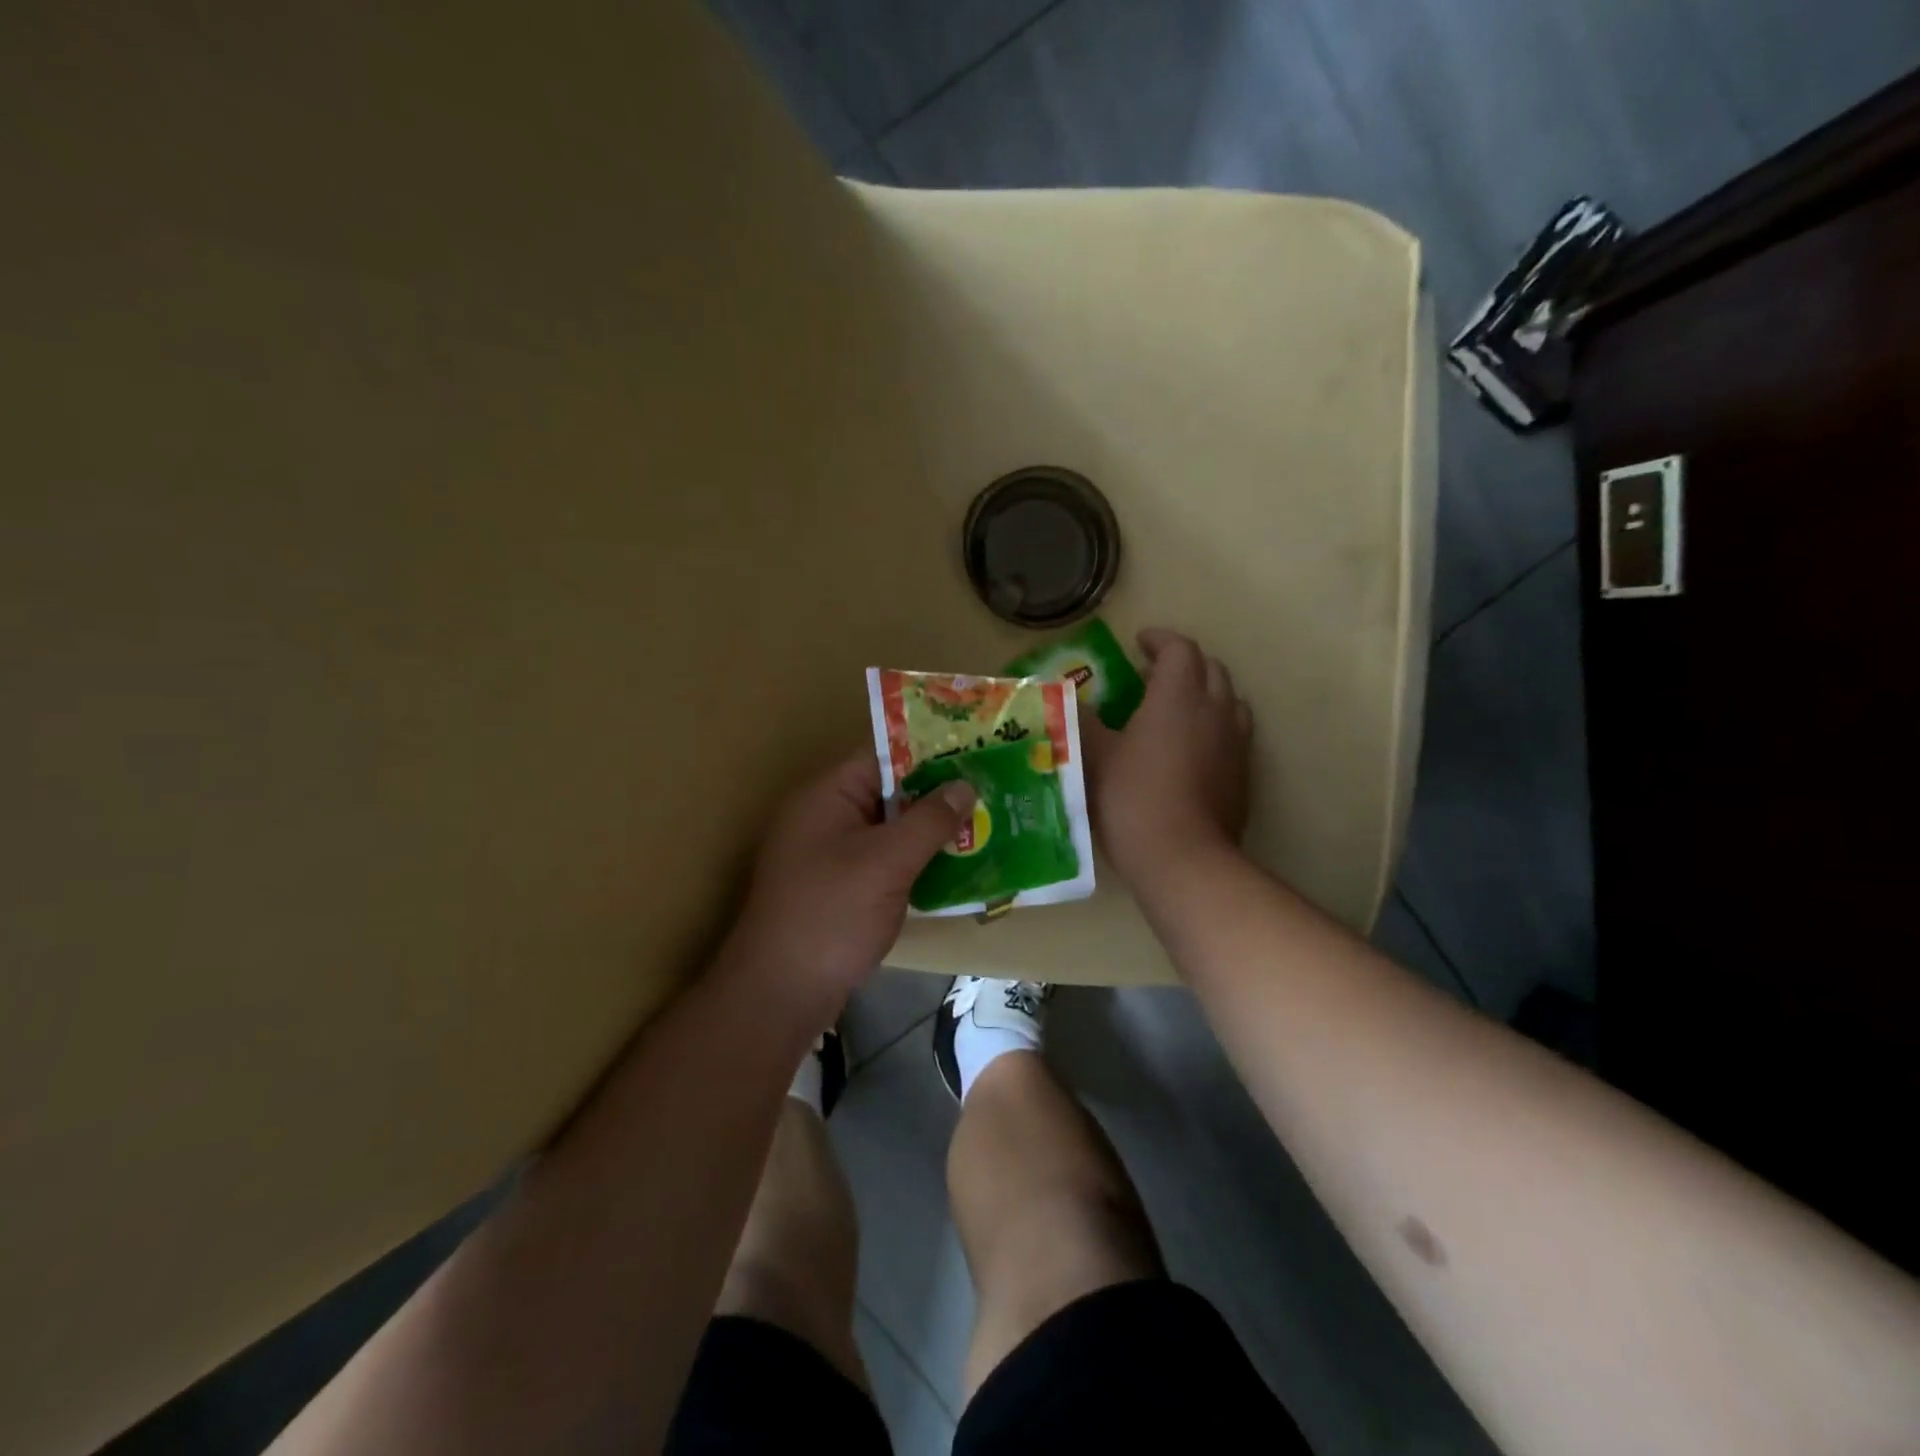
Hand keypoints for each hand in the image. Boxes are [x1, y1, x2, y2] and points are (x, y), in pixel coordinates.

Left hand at [722, 750, 976, 1018]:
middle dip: (938, 794)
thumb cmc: (832, 914)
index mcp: (828, 795)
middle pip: (889, 792)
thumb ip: (929, 820)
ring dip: (931, 831)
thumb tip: (965, 784)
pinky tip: (956, 868)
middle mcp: (827, 816)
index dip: (930, 752)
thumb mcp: (887, 862)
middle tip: (991, 791)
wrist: (781, 993)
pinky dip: (916, 861)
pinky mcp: (841, 888)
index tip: (976, 753)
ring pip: (891, 830)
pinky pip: (885, 861)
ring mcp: (831, 855)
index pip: (883, 756)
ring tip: (985, 825)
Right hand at [1083, 628, 1251, 888]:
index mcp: (1178, 695)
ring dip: (1204, 692)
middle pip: (1210, 668)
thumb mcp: (1094, 756)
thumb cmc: (1132, 798)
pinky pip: (1234, 732)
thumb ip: (1082, 721)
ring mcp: (1235, 743)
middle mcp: (1215, 709)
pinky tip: (1192, 748)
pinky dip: (1214, 724)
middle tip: (1151, 675)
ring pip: (1228, 699)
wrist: (1183, 858)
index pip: (1179, 648)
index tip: (1138, 642)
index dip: (1159, 640)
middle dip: (1182, 662)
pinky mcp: (1243, 774)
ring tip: (1177, 708)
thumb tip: (1069, 699)